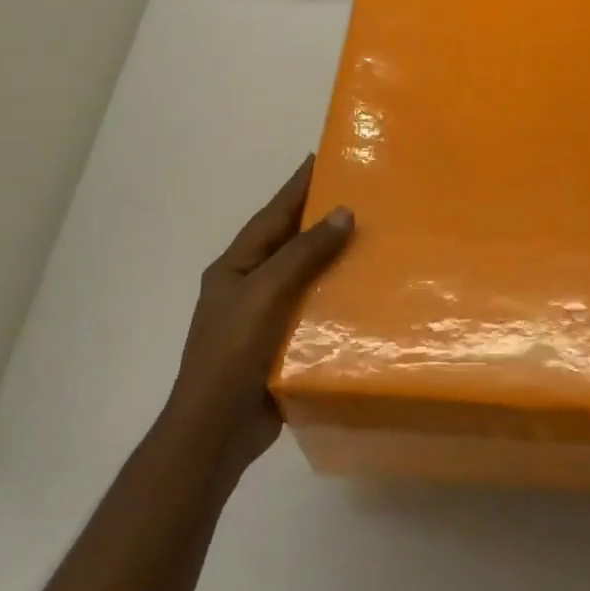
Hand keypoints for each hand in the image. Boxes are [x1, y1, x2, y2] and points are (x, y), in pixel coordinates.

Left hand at [166, 156, 352, 479]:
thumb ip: (303, 255)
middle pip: (290, 242)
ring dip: (334, 258)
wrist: (215, 432)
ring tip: (374, 239)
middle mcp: (249, 286)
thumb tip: (342, 213)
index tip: (323, 158)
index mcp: (236, 267)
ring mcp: (265, 317)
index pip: (273, 215)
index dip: (297, 186)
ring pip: (305, 276)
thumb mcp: (265, 294)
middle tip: (362, 195)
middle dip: (321, 219)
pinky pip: (314, 309)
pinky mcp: (282, 345)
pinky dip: (337, 297)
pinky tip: (366, 292)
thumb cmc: (231, 354)